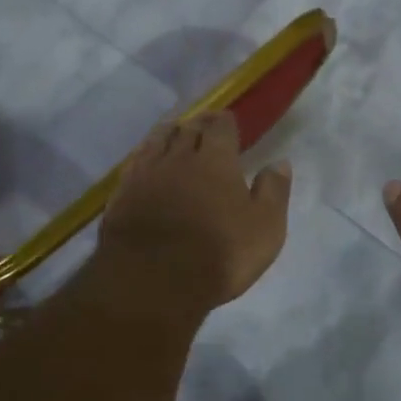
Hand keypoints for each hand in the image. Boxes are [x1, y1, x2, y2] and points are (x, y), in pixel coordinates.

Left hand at [96, 112, 291, 311]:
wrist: (152, 280)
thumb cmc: (219, 253)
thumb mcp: (265, 228)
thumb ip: (273, 191)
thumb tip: (280, 162)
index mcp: (216, 160)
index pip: (221, 128)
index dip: (225, 122)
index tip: (228, 121)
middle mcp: (178, 157)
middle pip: (187, 129)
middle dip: (197, 124)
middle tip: (202, 123)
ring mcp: (146, 174)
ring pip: (156, 141)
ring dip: (168, 133)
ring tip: (173, 132)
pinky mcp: (121, 194)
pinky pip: (134, 163)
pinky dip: (143, 155)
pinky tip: (144, 159)